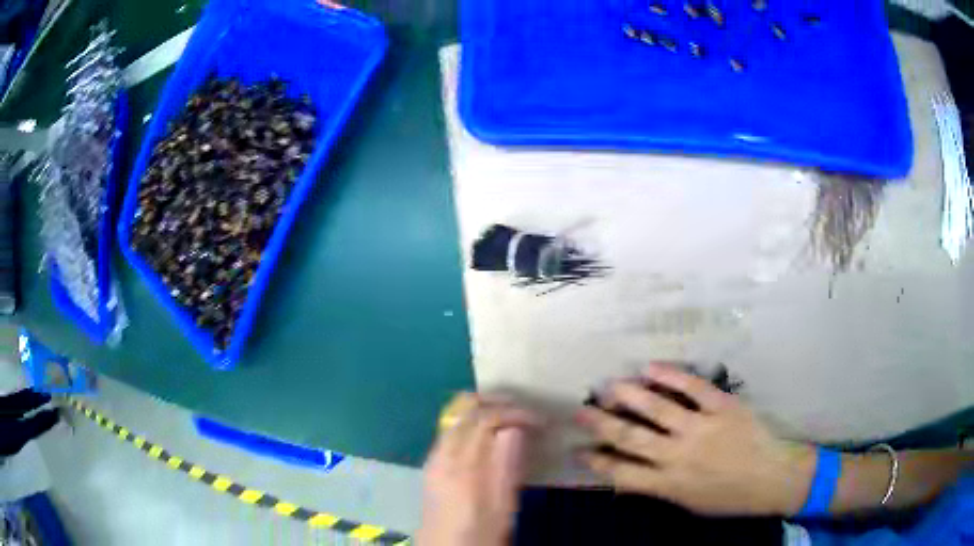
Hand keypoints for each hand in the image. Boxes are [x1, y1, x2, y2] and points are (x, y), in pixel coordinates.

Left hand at [417, 393, 541, 545]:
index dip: (514, 412)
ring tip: (513, 417)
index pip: (485, 419)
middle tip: (526, 410)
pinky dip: (474, 421)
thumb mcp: (502, 507)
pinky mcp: (433, 463)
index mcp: (462, 466)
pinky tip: (492, 434)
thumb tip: (515, 429)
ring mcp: (434, 456)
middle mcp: (442, 454)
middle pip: (465, 408)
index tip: (539, 420)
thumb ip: (506, 467)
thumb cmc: (479, 534)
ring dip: (485, 408)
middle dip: (498, 401)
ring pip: (457, 415)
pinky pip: (453, 428)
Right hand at [575, 363, 815, 515]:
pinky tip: (651, 366)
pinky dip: (671, 375)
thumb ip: (658, 488)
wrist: (771, 478)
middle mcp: (678, 455)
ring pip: (657, 407)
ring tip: (608, 385)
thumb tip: (628, 477)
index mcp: (668, 484)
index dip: (596, 460)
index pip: (620, 473)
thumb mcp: (688, 504)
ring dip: (628, 395)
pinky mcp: (722, 406)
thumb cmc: (729, 498)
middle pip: (631, 437)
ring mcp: (701, 428)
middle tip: (581, 409)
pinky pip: (693, 387)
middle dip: (601, 423)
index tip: (578, 449)